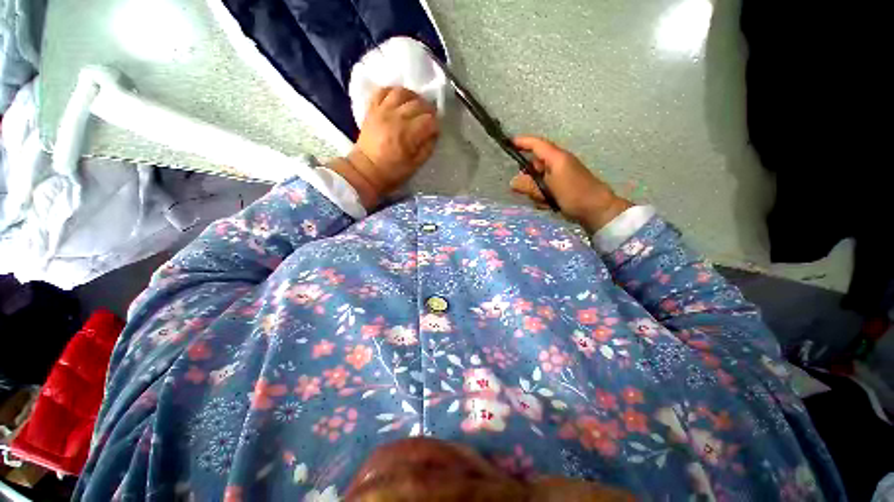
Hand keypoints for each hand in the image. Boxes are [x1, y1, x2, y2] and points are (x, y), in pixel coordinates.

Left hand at [329, 87, 438, 209]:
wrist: (366, 170)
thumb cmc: (393, 172)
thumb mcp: (416, 165)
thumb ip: (428, 147)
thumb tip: (433, 133)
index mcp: (407, 135)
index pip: (429, 120)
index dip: (436, 125)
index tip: (435, 132)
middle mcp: (395, 118)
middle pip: (418, 104)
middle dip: (428, 111)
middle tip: (429, 119)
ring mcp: (382, 111)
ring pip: (402, 92)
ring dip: (413, 97)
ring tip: (416, 106)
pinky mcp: (372, 109)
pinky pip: (383, 91)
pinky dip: (394, 92)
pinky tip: (400, 101)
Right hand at [510, 136, 631, 233]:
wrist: (597, 209)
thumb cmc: (574, 194)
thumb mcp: (549, 189)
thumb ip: (530, 185)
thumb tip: (513, 182)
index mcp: (557, 158)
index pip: (537, 144)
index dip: (522, 142)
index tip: (508, 143)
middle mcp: (558, 163)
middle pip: (535, 163)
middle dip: (527, 176)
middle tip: (524, 189)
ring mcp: (561, 175)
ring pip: (539, 178)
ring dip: (535, 189)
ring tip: (541, 200)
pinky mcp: (562, 186)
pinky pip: (545, 187)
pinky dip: (542, 195)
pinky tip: (546, 204)